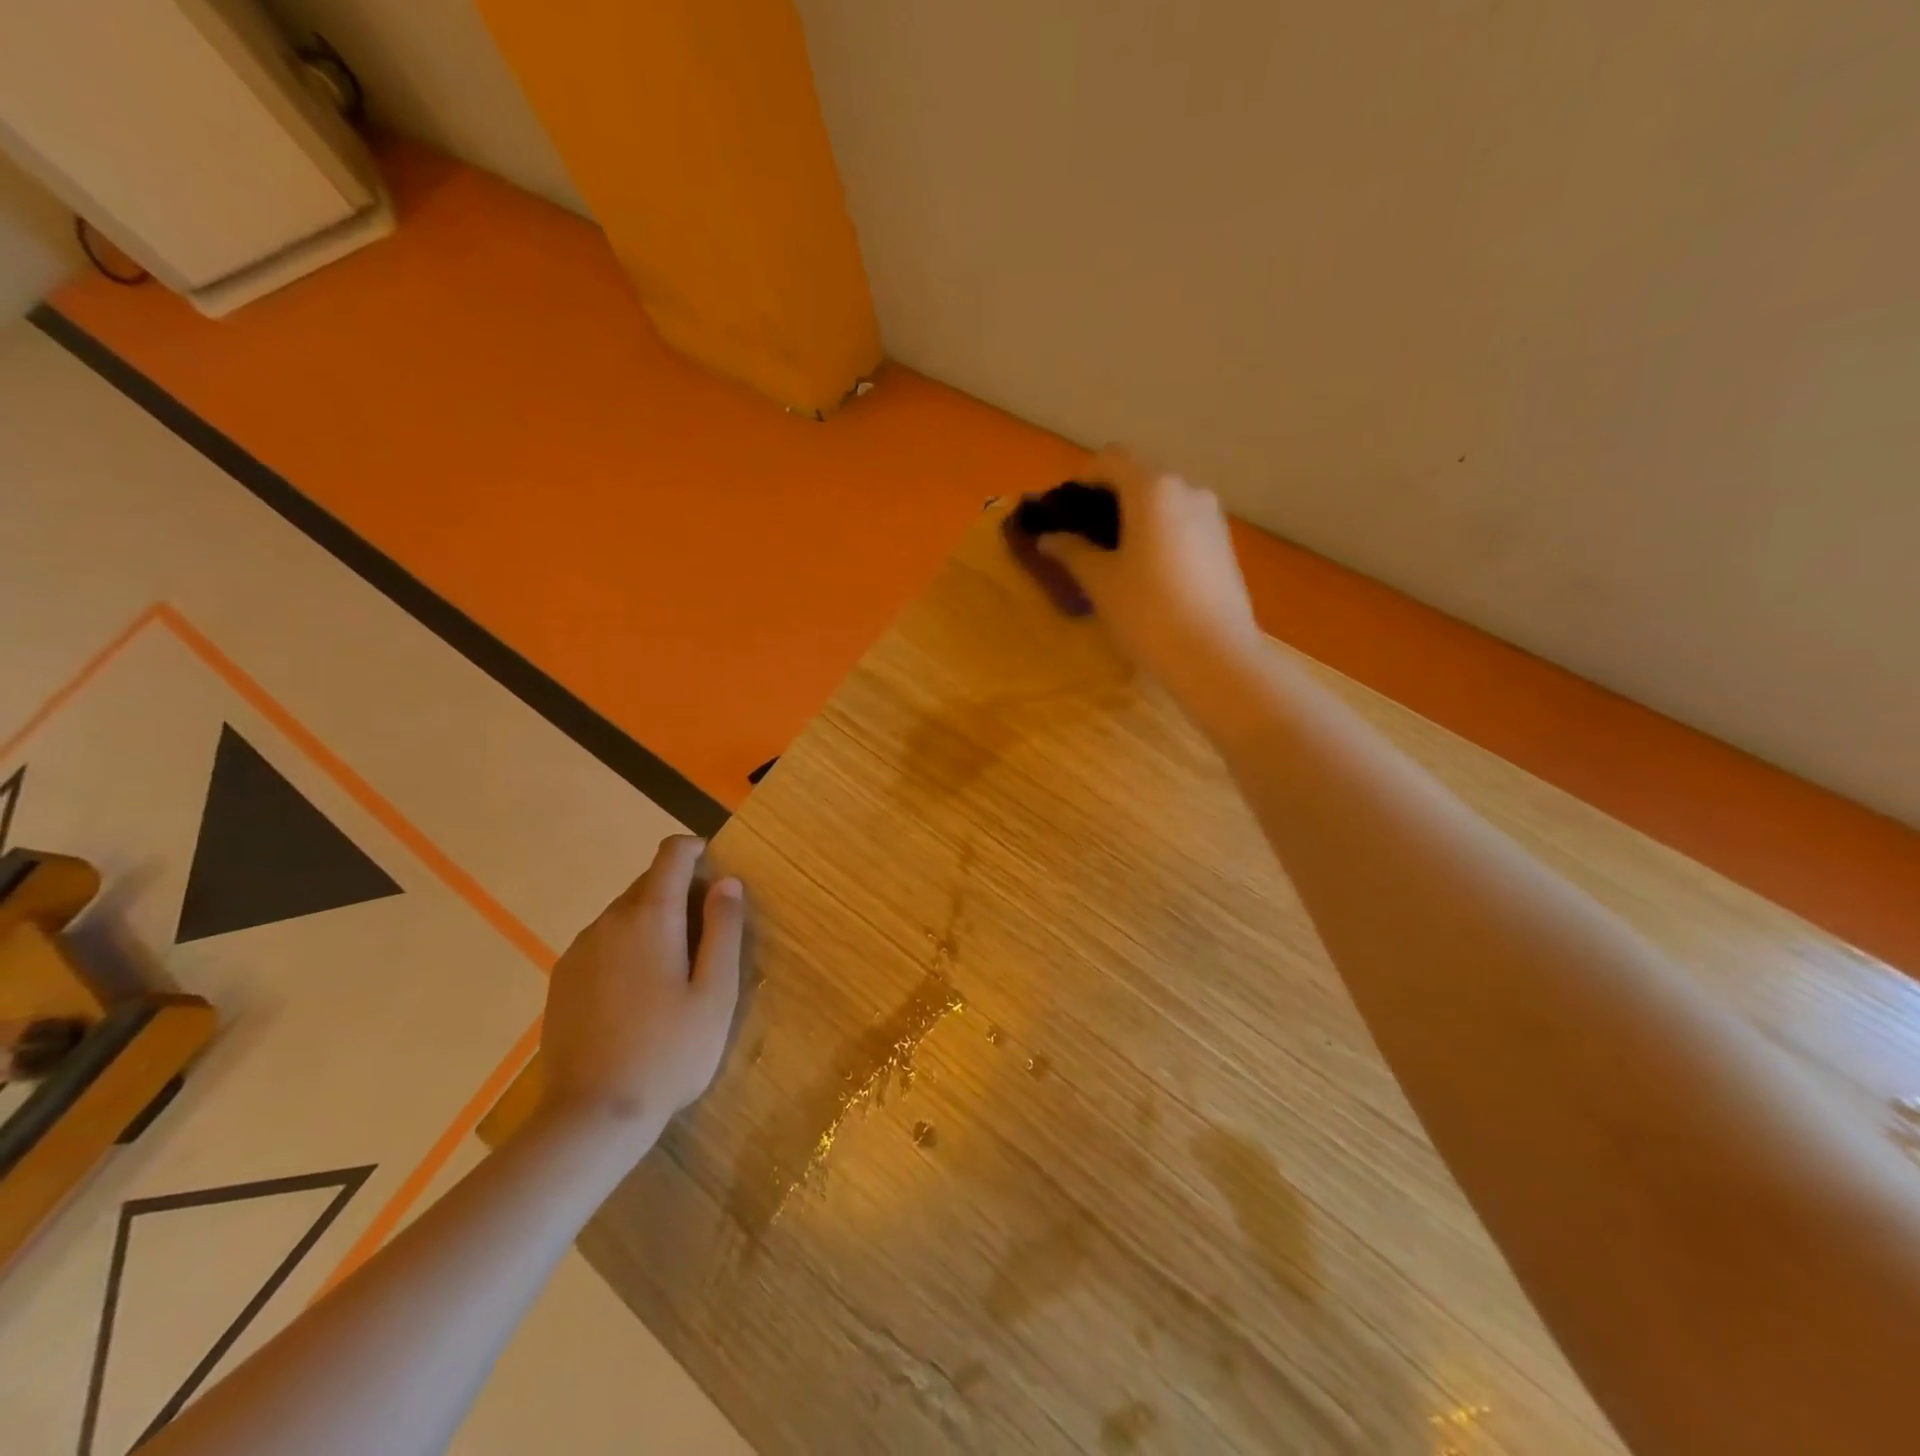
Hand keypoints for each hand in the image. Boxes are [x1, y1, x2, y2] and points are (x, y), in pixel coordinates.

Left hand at [537, 836, 743, 1145]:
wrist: (592, 1117)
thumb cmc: (669, 1051)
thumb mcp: (716, 992)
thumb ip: (724, 928)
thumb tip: (726, 881)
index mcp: (650, 916)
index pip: (671, 854)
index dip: (696, 850)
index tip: (716, 872)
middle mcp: (608, 921)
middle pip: (649, 882)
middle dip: (680, 893)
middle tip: (706, 940)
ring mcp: (579, 950)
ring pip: (625, 913)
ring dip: (653, 921)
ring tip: (674, 972)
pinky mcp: (562, 979)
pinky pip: (603, 942)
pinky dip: (627, 947)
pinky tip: (638, 995)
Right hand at [1037, 447, 1262, 693]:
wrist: (1214, 657)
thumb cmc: (1147, 612)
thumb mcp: (1100, 581)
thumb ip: (1071, 551)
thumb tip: (1048, 538)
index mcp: (1153, 489)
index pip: (1111, 459)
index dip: (1083, 479)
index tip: (1065, 512)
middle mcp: (1187, 490)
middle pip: (1139, 478)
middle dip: (1108, 500)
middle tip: (1084, 539)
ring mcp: (1212, 517)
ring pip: (1163, 503)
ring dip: (1135, 519)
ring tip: (1115, 559)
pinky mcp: (1224, 544)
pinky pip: (1182, 524)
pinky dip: (1159, 535)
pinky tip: (1148, 573)